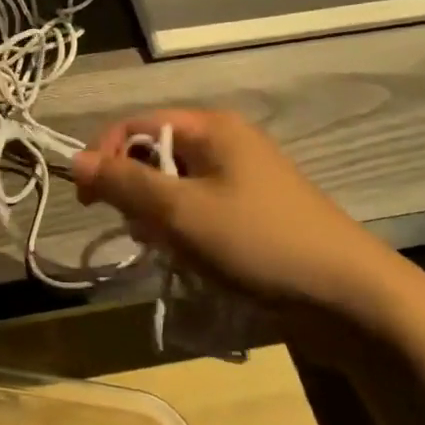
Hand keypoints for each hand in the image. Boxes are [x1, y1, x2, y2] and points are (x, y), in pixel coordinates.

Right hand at [73, 107, 418, 338]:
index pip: (135, 126)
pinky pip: (200, 210)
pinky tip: (192, 260)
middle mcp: (226, 143)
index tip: (90, 201)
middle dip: (135, 193)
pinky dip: (185, 231)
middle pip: (154, 156)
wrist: (351, 299)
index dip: (105, 157)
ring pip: (174, 187)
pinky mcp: (254, 212)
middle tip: (141, 232)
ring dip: (159, 218)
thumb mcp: (180, 212)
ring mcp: (243, 178)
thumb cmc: (258, 242)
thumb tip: (73, 159)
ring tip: (170, 251)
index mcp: (211, 128)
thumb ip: (123, 183)